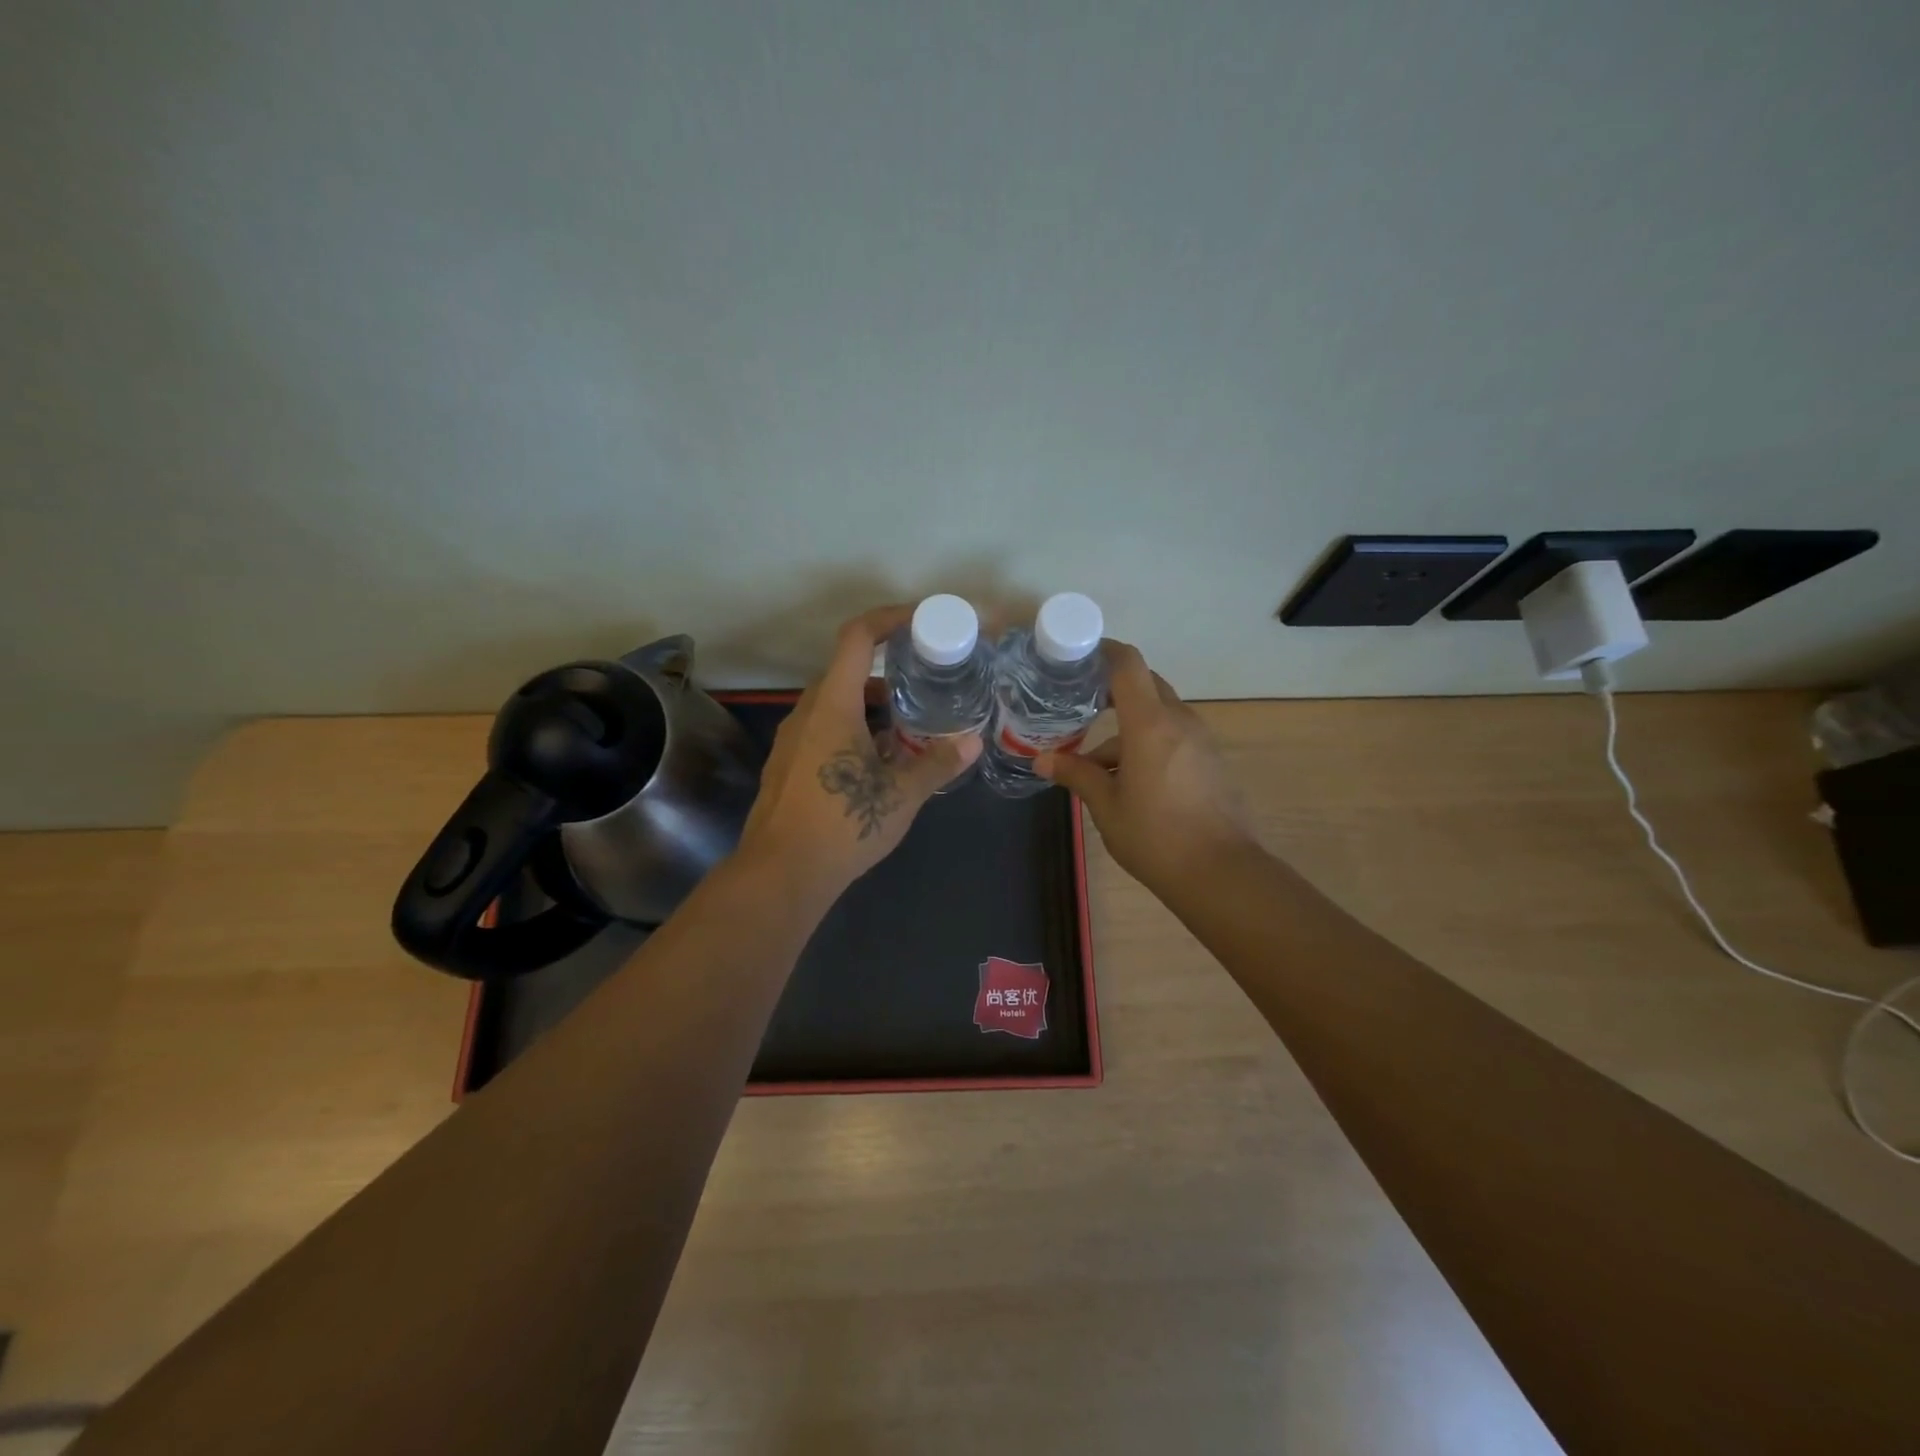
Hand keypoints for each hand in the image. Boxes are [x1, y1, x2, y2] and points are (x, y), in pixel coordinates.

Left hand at [737, 605, 981, 902]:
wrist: (781, 873)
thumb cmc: (843, 823)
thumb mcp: (902, 794)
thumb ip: (938, 763)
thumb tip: (974, 742)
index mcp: (832, 704)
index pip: (858, 637)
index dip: (890, 619)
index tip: (921, 621)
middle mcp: (806, 713)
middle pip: (848, 673)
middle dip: (889, 676)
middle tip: (926, 688)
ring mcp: (792, 740)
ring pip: (836, 706)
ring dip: (872, 709)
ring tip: (910, 731)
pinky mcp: (787, 766)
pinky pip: (824, 731)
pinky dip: (854, 732)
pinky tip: (879, 765)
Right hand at [1035, 641, 1256, 896]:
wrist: (1221, 874)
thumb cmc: (1155, 836)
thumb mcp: (1106, 806)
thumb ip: (1076, 774)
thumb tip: (1041, 760)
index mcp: (1150, 723)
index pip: (1128, 665)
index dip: (1103, 652)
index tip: (1078, 658)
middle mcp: (1179, 721)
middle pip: (1145, 685)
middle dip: (1111, 689)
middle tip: (1077, 703)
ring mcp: (1200, 741)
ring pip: (1158, 716)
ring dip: (1127, 728)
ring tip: (1091, 763)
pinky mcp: (1210, 761)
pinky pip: (1173, 737)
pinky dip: (1147, 744)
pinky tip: (1126, 781)